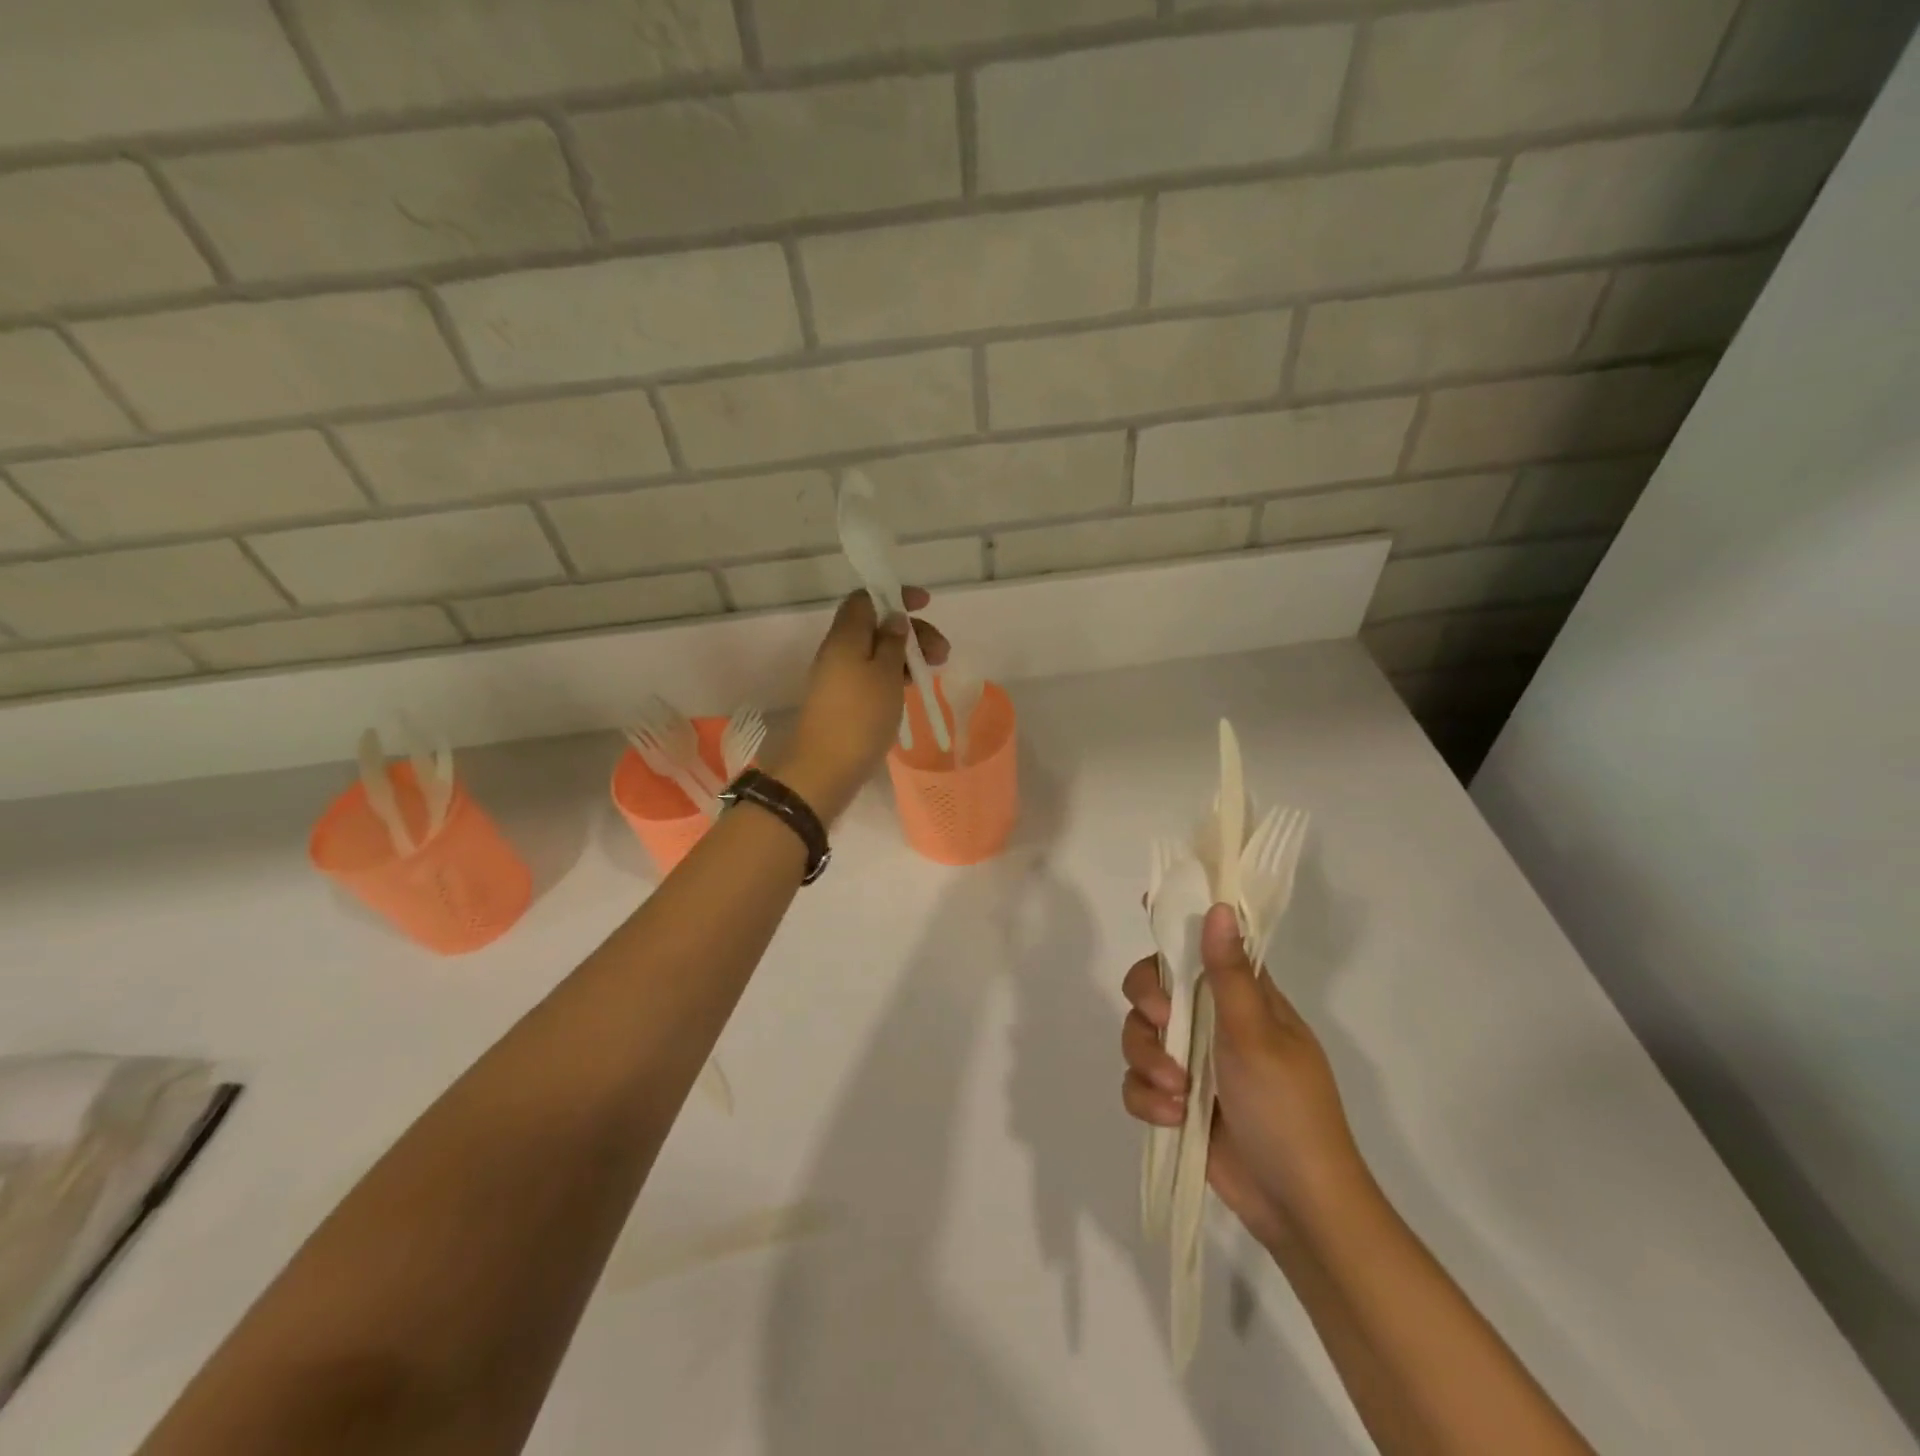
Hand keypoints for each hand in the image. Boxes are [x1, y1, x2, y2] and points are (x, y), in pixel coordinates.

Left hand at [774, 588, 948, 821]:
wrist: (825, 768)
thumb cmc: (860, 716)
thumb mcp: (885, 674)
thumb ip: (892, 642)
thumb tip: (894, 618)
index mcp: (846, 636)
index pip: (866, 598)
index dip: (895, 595)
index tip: (925, 604)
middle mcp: (839, 650)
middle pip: (876, 626)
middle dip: (911, 631)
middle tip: (942, 652)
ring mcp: (839, 677)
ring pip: (876, 652)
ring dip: (906, 655)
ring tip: (934, 672)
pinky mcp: (844, 701)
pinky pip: (872, 675)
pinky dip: (894, 675)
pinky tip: (913, 688)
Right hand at [1121, 904, 1368, 1251]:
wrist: (1296, 1205)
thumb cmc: (1287, 1109)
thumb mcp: (1256, 1036)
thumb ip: (1228, 974)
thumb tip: (1218, 907)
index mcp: (1244, 998)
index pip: (1204, 944)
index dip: (1176, 924)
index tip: (1146, 908)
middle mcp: (1213, 1022)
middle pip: (1154, 985)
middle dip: (1148, 1003)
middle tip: (1162, 1021)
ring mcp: (1193, 1061)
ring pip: (1138, 1034)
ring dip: (1148, 1061)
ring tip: (1176, 1092)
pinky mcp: (1175, 1100)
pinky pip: (1136, 1082)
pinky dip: (1147, 1098)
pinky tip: (1173, 1118)